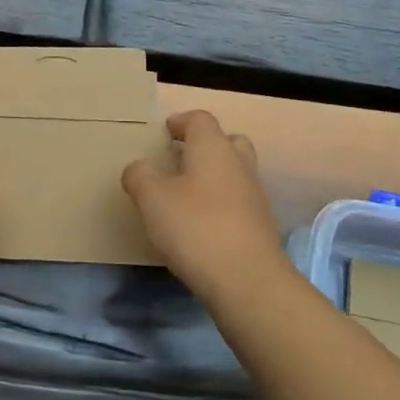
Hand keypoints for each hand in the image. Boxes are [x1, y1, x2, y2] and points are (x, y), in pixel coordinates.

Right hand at [122, 111, 285, 297]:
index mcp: (213, 147)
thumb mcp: (152, 198)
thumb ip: (140, 176)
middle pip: (228, 141)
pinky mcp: (261, 225)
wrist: (247, 280)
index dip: (181, 121)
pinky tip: (203, 223)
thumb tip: (138, 168)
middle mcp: (239, 163)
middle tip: (181, 158)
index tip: (165, 131)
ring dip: (215, 175)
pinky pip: (239, 201)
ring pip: (235, 172)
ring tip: (187, 193)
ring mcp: (255, 195)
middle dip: (206, 145)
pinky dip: (222, 203)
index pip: (200, 119)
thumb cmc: (195, 227)